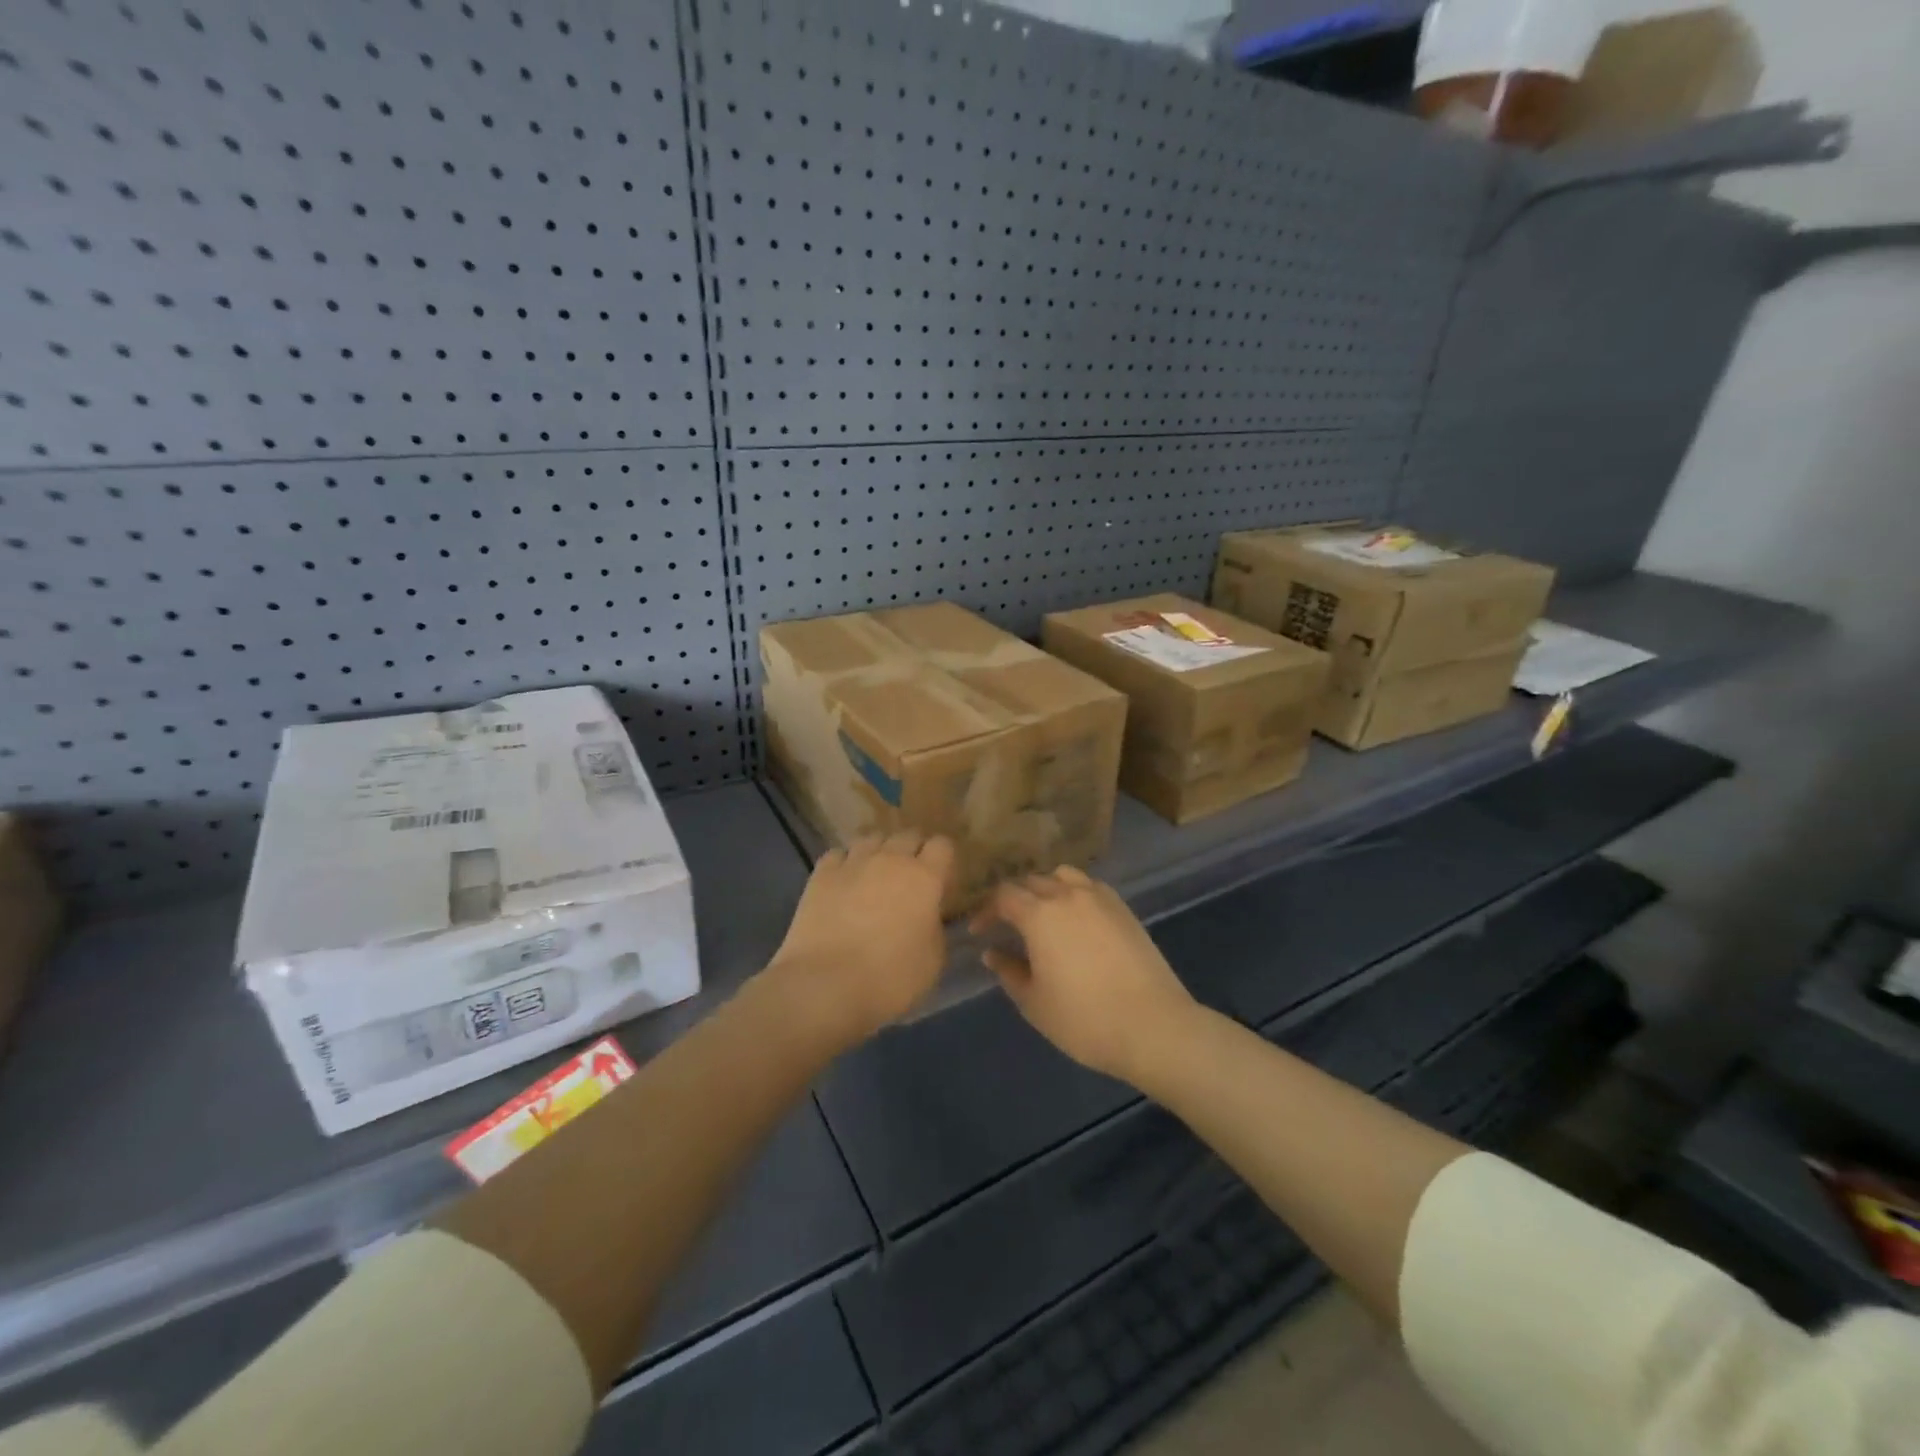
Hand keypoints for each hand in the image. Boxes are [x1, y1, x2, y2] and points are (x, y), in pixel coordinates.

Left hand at [767, 831, 955, 1044]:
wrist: (826, 984)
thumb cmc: (890, 978)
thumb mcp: (933, 961)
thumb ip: (935, 928)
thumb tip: (928, 917)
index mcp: (925, 877)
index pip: (943, 845)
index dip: (944, 860)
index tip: (941, 882)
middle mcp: (890, 859)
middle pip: (908, 835)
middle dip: (913, 851)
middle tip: (910, 879)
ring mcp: (853, 862)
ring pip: (872, 837)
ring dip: (879, 851)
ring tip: (875, 875)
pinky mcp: (821, 874)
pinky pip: (838, 854)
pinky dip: (845, 863)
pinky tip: (843, 882)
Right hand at [970, 866, 1197, 1083]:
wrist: (1153, 1026)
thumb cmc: (1084, 1019)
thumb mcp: (1034, 1002)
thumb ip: (1009, 972)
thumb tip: (992, 953)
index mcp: (1039, 914)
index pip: (1003, 896)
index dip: (986, 910)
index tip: (979, 931)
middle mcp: (1067, 895)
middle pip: (1032, 881)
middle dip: (1014, 899)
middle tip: (1006, 924)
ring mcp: (1100, 898)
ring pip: (1063, 876)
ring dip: (1046, 888)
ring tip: (1042, 914)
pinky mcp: (1123, 909)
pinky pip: (1090, 887)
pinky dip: (1074, 893)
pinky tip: (1075, 919)